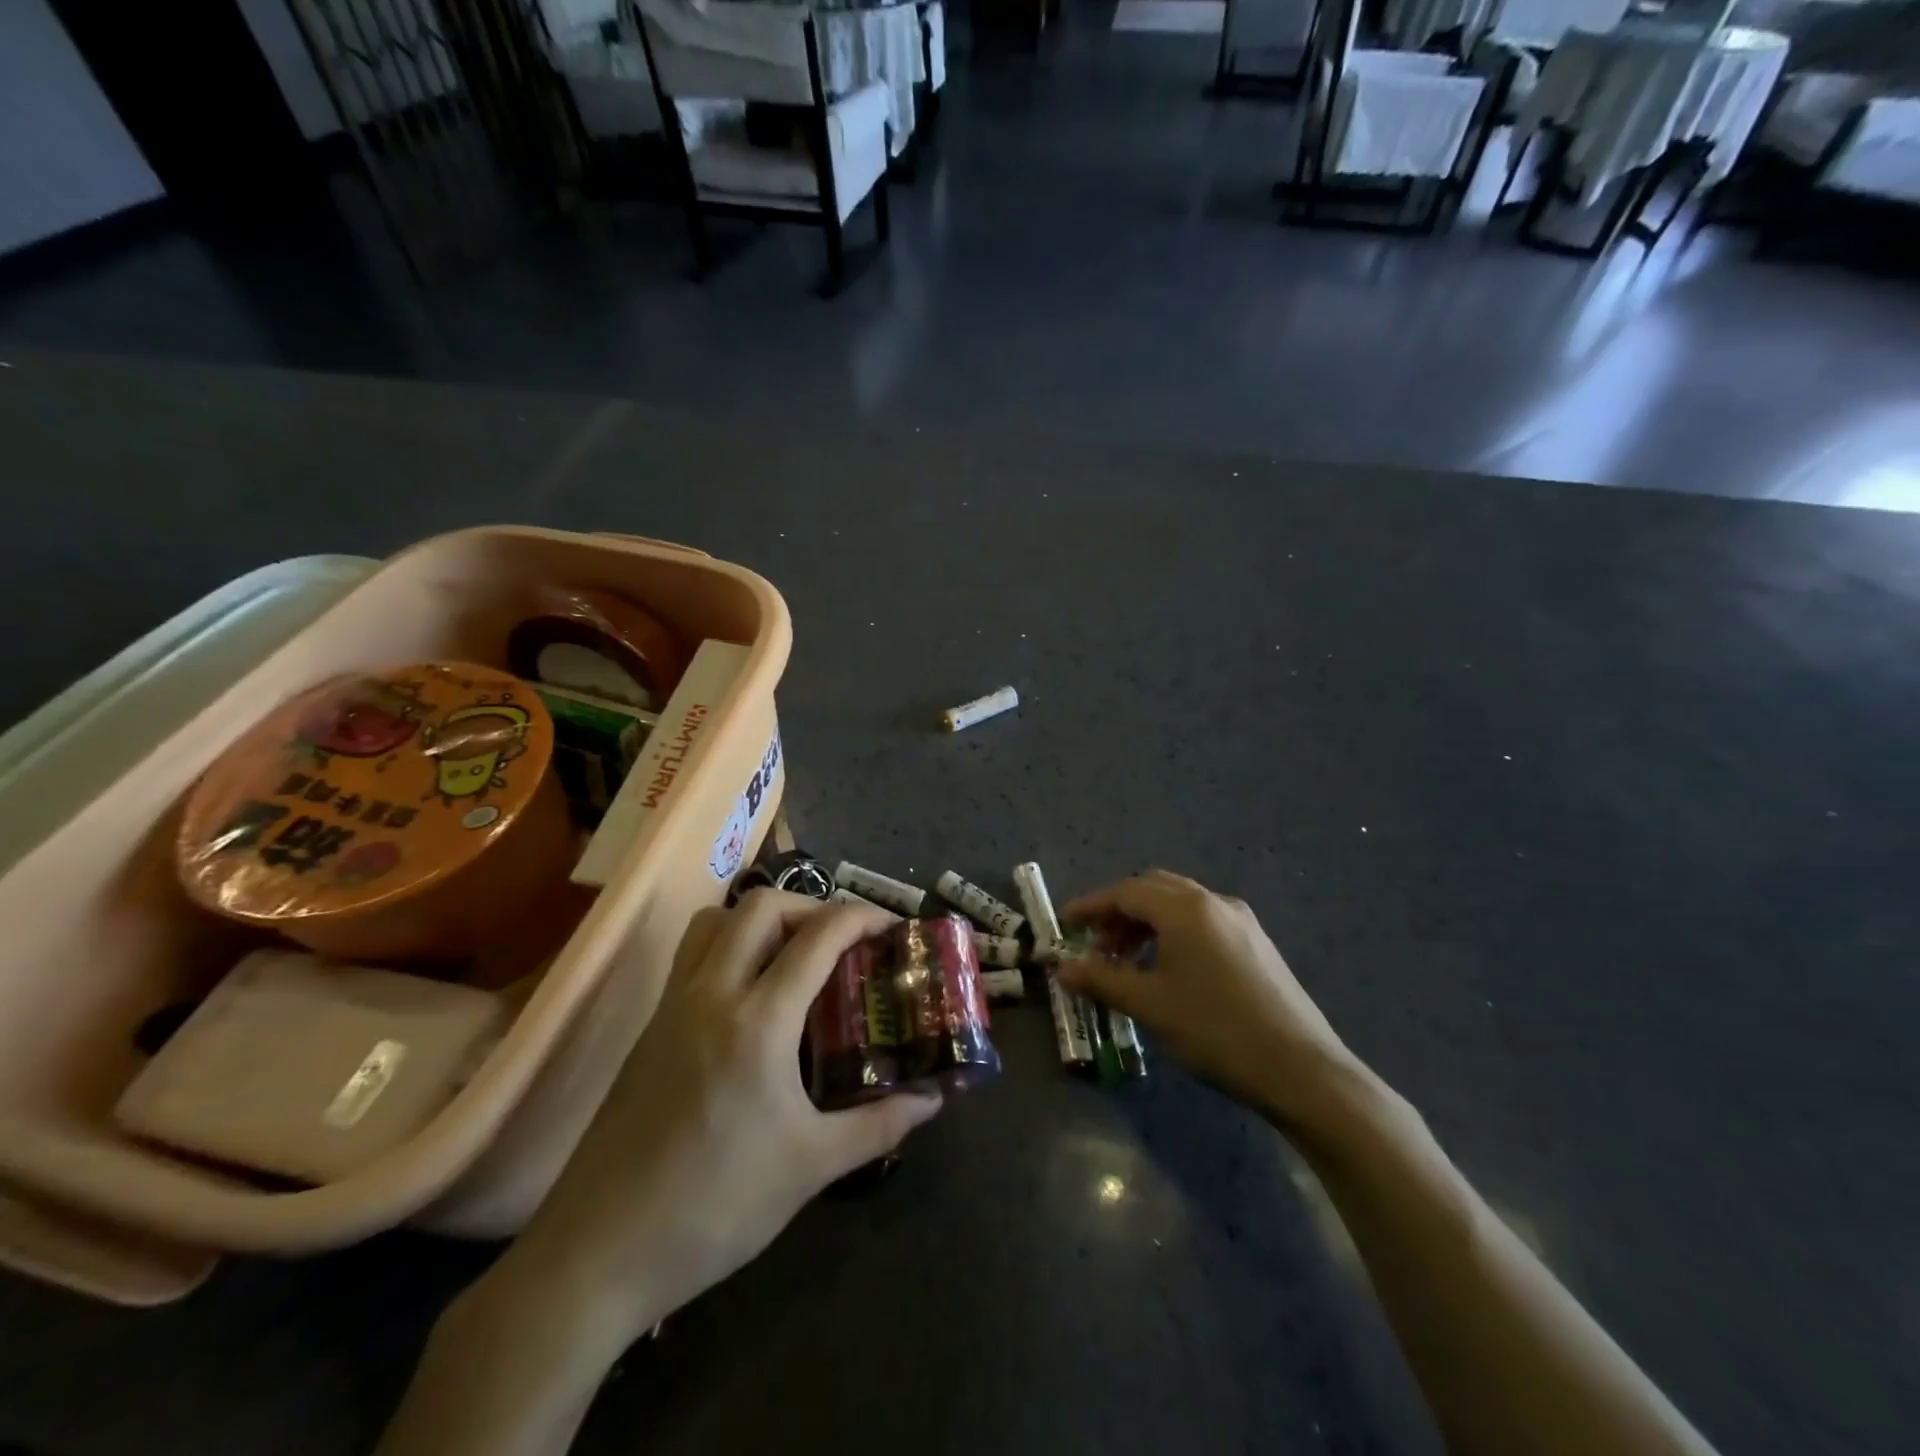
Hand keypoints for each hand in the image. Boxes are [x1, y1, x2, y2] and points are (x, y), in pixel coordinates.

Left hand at [498, 891, 943, 1350]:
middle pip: (762, 906)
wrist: (598, 1253)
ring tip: (794, 954)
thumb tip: (932, 1101)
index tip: (892, 926)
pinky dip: (729, 944)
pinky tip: (751, 996)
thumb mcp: (810, 1167)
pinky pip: (692, 954)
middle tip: (843, 940)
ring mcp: (673, 1005)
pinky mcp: (650, 1026)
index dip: (862, 917)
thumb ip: (879, 1124)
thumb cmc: (715, 1207)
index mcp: (758, 1021)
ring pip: (716, 920)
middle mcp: (712, 994)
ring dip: (762, 918)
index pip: (818, 936)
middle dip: (812, 906)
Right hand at [1059, 871, 1362, 1131]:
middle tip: (1096, 946)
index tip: (1066, 924)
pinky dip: (1173, 933)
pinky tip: (1168, 970)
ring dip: (1146, 923)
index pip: (1125, 892)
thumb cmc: (1215, 1030)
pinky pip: (1202, 921)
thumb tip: (1063, 969)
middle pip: (1153, 890)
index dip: (1091, 906)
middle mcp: (1213, 902)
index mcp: (1185, 909)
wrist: (1300, 1068)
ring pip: (1179, 905)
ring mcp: (1240, 920)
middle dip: (1119, 912)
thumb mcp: (1150, 1005)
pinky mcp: (1256, 942)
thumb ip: (1102, 980)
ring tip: (1127, 962)